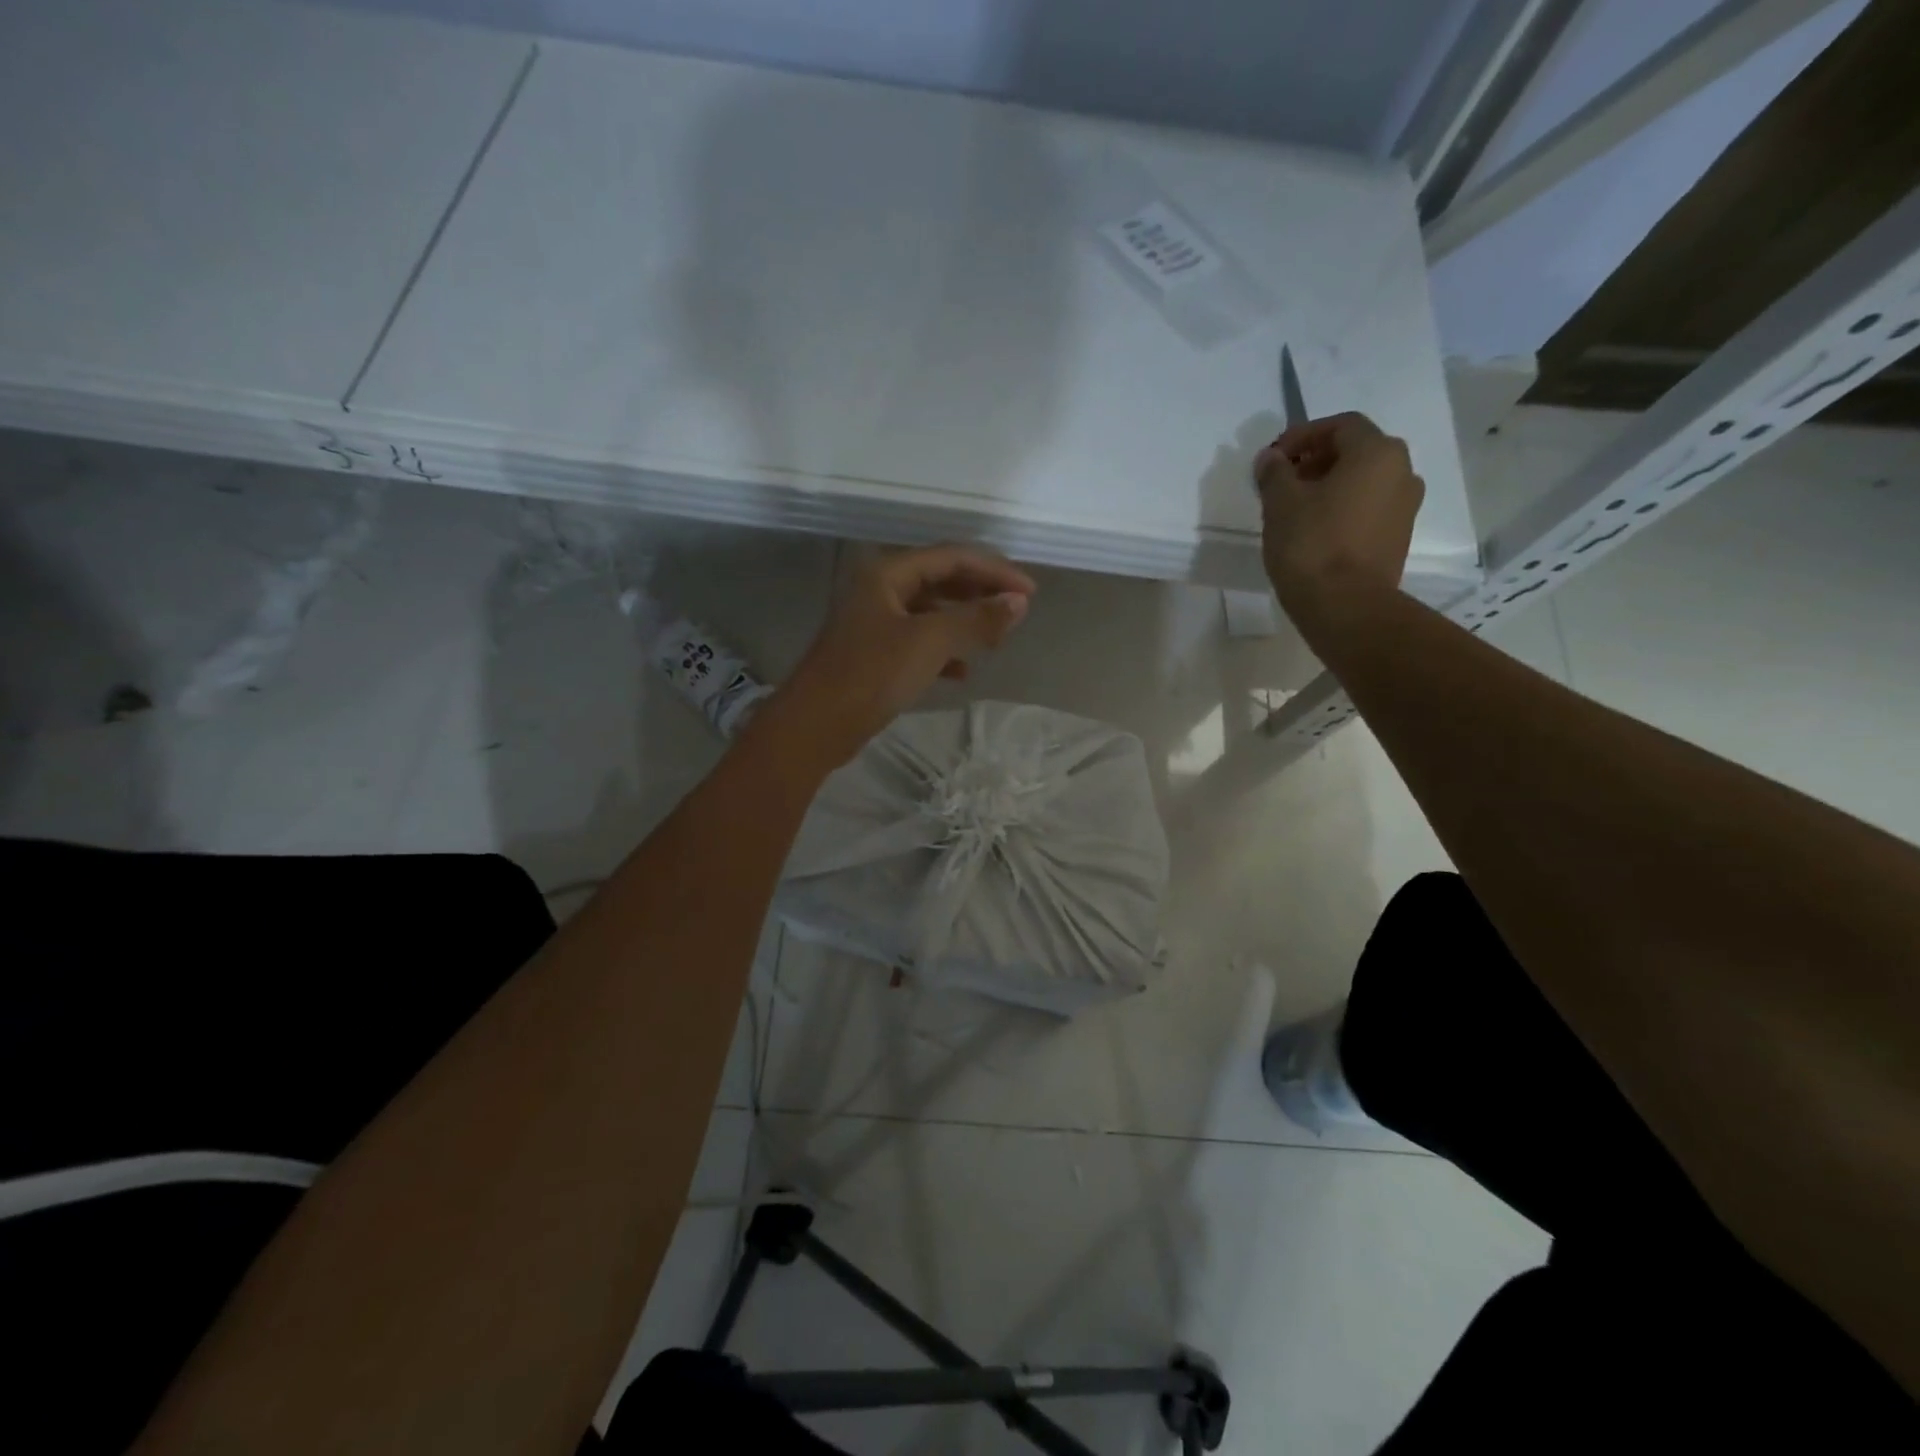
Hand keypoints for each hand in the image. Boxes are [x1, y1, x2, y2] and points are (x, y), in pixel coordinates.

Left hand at [767, 544, 1034, 766]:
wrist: (817, 725)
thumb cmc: (872, 674)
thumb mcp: (930, 642)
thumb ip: (976, 619)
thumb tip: (1019, 602)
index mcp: (887, 573)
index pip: (951, 557)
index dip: (994, 570)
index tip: (1030, 592)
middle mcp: (879, 590)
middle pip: (941, 580)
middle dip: (980, 594)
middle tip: (1016, 612)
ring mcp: (874, 623)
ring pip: (930, 613)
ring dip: (964, 623)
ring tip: (995, 641)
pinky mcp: (873, 655)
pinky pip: (917, 642)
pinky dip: (943, 652)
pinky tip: (962, 673)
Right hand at [1255, 412, 1423, 620]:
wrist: (1346, 606)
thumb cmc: (1312, 545)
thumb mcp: (1281, 503)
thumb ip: (1275, 473)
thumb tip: (1271, 458)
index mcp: (1377, 453)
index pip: (1340, 425)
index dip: (1303, 435)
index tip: (1273, 458)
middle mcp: (1402, 472)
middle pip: (1356, 451)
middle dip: (1316, 460)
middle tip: (1282, 481)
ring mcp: (1405, 507)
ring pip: (1363, 481)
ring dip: (1329, 485)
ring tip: (1294, 508)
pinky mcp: (1398, 537)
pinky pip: (1368, 508)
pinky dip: (1342, 508)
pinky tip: (1314, 530)